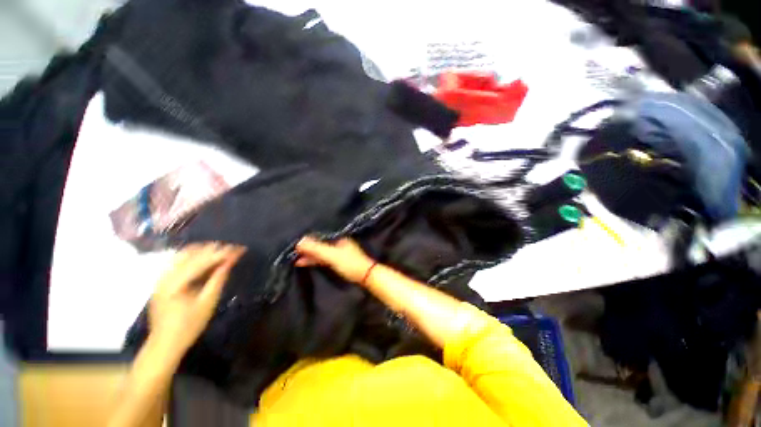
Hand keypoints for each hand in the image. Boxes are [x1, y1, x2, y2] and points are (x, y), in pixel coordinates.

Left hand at [149, 243, 245, 354]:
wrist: (164, 344)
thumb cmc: (189, 326)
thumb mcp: (208, 303)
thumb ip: (218, 278)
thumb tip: (231, 260)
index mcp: (176, 283)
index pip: (203, 261)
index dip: (223, 253)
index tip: (240, 248)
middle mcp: (166, 276)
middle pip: (192, 254)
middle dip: (214, 249)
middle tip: (233, 248)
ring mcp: (161, 277)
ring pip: (183, 254)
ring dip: (203, 250)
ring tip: (222, 249)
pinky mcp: (162, 280)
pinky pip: (178, 260)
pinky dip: (193, 255)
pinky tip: (204, 256)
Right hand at [295, 236, 374, 284]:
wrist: (366, 276)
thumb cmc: (349, 264)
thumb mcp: (332, 256)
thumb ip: (316, 249)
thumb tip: (299, 241)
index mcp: (339, 238)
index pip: (320, 237)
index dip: (308, 242)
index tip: (295, 246)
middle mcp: (339, 243)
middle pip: (321, 245)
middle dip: (308, 250)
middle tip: (293, 254)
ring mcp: (340, 253)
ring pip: (323, 253)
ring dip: (311, 256)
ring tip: (296, 260)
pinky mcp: (340, 261)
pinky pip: (326, 259)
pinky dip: (317, 261)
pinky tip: (309, 263)